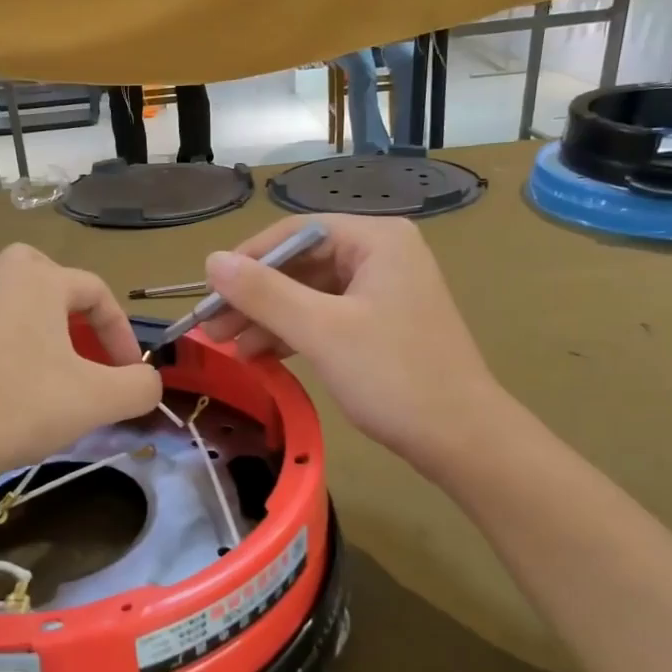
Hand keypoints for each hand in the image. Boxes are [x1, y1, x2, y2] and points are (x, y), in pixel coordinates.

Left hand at [0, 244, 162, 480]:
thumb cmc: (22, 407)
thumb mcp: (98, 399)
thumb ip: (139, 386)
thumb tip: (148, 381)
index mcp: (38, 281)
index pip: (96, 292)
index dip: (121, 331)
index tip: (129, 372)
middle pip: (41, 270)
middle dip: (67, 299)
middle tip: (81, 336)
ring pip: (0, 293)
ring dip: (24, 314)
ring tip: (40, 351)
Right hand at [198, 215, 493, 469]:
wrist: (462, 439)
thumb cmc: (393, 376)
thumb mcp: (322, 331)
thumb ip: (264, 293)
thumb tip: (211, 260)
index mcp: (376, 240)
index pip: (295, 233)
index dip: (247, 260)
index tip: (209, 291)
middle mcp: (382, 255)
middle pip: (301, 264)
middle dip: (254, 296)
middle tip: (212, 328)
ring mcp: (384, 291)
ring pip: (310, 294)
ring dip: (269, 318)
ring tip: (229, 348)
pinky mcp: (382, 325)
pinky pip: (326, 317)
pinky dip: (294, 333)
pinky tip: (261, 355)